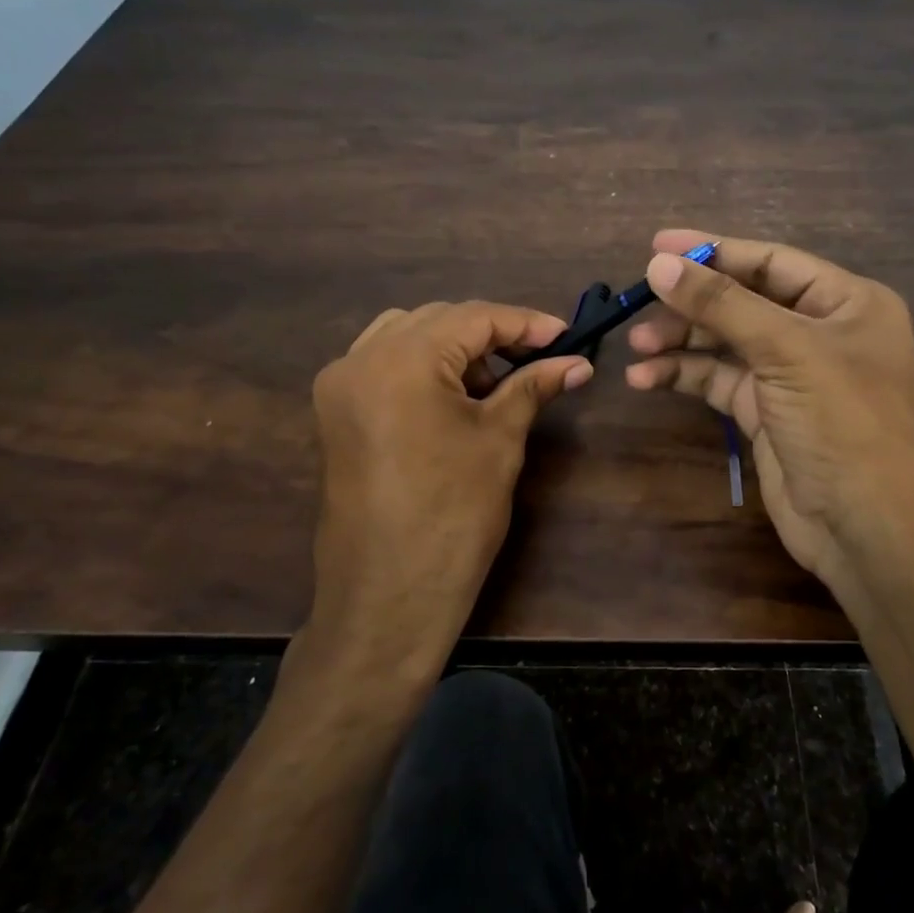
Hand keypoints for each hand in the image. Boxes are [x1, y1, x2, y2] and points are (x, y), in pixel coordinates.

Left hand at [310, 302, 591, 671]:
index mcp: (401, 360)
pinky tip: (455, 395)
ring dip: (456, 347)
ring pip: (407, 336)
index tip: (566, 336)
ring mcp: (339, 385)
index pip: (473, 317)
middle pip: (438, 320)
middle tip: (538, 359)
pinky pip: (384, 363)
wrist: (388, 595)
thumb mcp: (500, 441)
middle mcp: (359, 359)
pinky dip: (423, 365)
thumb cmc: (453, 516)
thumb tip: (577, 363)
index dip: (525, 323)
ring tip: (497, 382)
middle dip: (491, 334)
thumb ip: (533, 387)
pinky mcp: (335, 411)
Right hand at [625, 230, 913, 605]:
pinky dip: (685, 376)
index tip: (656, 247)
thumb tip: (659, 264)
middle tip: (639, 300)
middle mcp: (821, 332)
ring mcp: (792, 375)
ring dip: (681, 342)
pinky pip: (720, 380)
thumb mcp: (785, 351)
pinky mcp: (766, 412)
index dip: (713, 251)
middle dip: (692, 304)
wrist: (864, 528)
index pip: (771, 262)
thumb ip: (721, 304)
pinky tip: (647, 378)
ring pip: (726, 343)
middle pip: (744, 301)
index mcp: (847, 302)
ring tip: (637, 347)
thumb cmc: (842, 423)